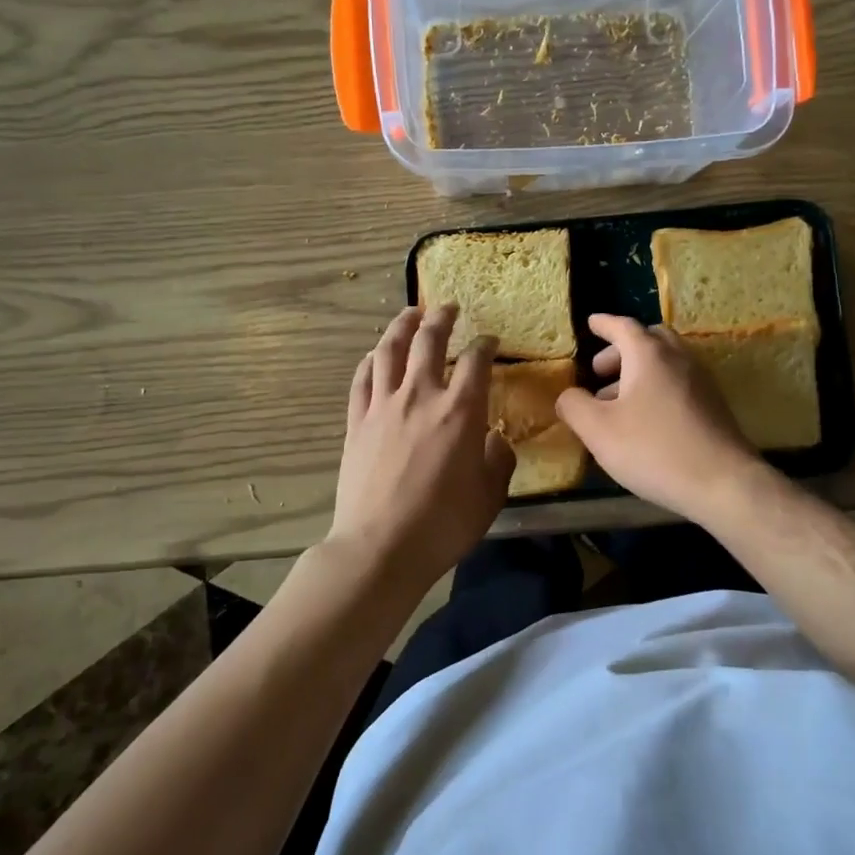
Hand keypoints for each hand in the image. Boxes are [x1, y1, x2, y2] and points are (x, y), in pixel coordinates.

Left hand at [329, 305, 515, 589]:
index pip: (476, 360)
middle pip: (429, 341)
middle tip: (448, 307)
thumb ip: (498, 459)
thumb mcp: (491, 495)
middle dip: (441, 318)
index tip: (489, 339)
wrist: (381, 547)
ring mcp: (383, 406)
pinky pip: (362, 379)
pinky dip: (371, 360)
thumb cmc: (444, 524)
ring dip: (401, 326)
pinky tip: (375, 355)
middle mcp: (421, 396)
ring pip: (390, 350)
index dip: (485, 344)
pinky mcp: (357, 422)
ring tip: (409, 314)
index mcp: (461, 410)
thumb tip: (493, 439)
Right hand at [554, 314, 765, 521]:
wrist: (724, 483)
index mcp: (649, 355)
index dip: (604, 324)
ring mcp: (701, 381)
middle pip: (649, 340)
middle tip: (599, 370)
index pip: (623, 326)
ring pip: (666, 363)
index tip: (591, 323)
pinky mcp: (713, 406)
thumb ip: (574, 406)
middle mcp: (678, 359)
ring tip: (616, 401)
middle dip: (621, 350)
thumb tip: (567, 395)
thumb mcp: (598, 430)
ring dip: (638, 372)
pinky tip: (645, 420)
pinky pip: (678, 383)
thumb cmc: (654, 449)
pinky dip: (656, 388)